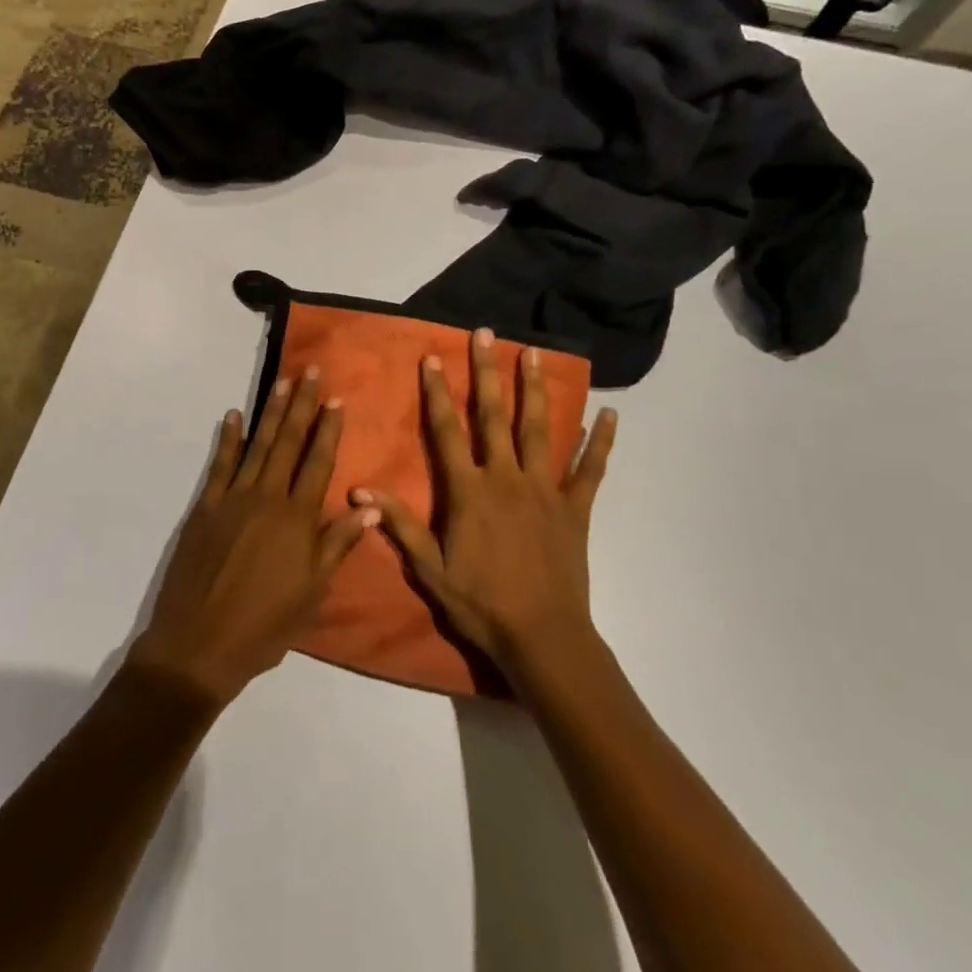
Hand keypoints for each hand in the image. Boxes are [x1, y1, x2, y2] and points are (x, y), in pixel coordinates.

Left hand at [130, 368, 375, 706]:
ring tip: (282, 381)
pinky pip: (220, 465)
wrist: (200, 644)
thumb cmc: (265, 626)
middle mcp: (267, 498)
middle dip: (301, 405)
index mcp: (297, 519)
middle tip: (310, 371)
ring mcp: (233, 499)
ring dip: (271, 411)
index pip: (318, 462)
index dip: (328, 429)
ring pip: (257, 445)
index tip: (336, 399)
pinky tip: (233, 415)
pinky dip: (228, 438)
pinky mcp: (206, 507)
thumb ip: (337, 545)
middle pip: (288, 442)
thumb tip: (368, 506)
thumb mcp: (312, 593)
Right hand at [354, 328, 615, 682]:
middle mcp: (506, 478)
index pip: (448, 432)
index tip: (433, 358)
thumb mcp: (430, 569)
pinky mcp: (575, 508)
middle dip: (488, 373)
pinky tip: (610, 413)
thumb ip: (400, 524)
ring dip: (535, 390)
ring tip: (535, 353)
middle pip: (494, 416)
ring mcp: (544, 490)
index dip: (438, 394)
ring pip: (539, 430)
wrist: (542, 637)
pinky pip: (590, 470)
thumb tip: (361, 489)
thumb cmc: (481, 604)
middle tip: (486, 334)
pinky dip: (600, 442)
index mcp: (469, 491)